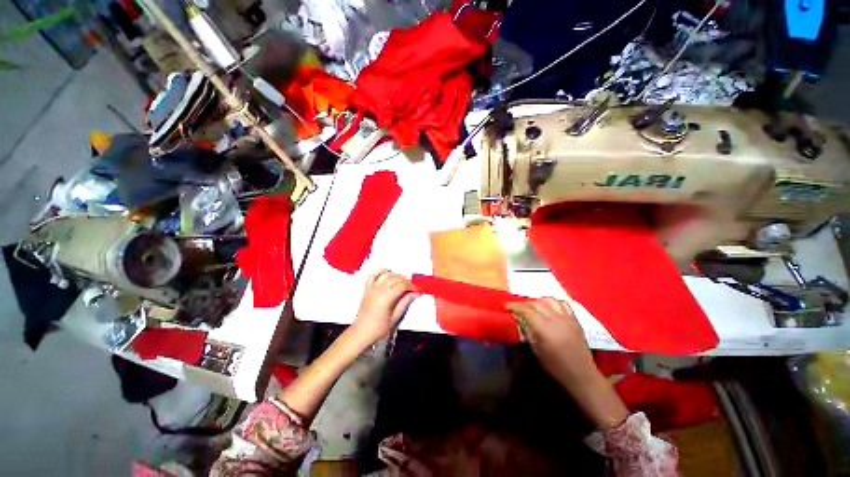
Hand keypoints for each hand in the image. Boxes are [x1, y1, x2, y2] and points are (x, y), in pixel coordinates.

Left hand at [350, 269, 418, 347]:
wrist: (362, 332)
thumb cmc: (377, 329)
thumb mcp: (395, 317)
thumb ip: (405, 303)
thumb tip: (414, 294)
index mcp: (386, 298)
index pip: (402, 286)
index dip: (411, 287)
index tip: (416, 290)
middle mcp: (378, 290)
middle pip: (396, 278)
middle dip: (406, 281)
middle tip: (411, 288)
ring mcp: (372, 288)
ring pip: (386, 274)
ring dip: (396, 275)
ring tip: (402, 281)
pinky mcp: (367, 289)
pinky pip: (373, 275)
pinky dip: (381, 272)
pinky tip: (387, 273)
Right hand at [505, 298, 597, 387]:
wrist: (582, 375)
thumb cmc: (556, 366)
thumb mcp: (536, 350)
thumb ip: (526, 330)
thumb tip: (516, 317)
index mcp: (545, 329)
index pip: (526, 310)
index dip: (514, 306)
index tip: (505, 306)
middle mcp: (556, 319)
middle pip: (536, 303)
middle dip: (524, 304)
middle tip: (517, 309)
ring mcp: (567, 318)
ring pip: (549, 300)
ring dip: (538, 301)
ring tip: (532, 307)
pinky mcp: (575, 320)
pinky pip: (562, 304)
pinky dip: (552, 303)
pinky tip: (548, 308)